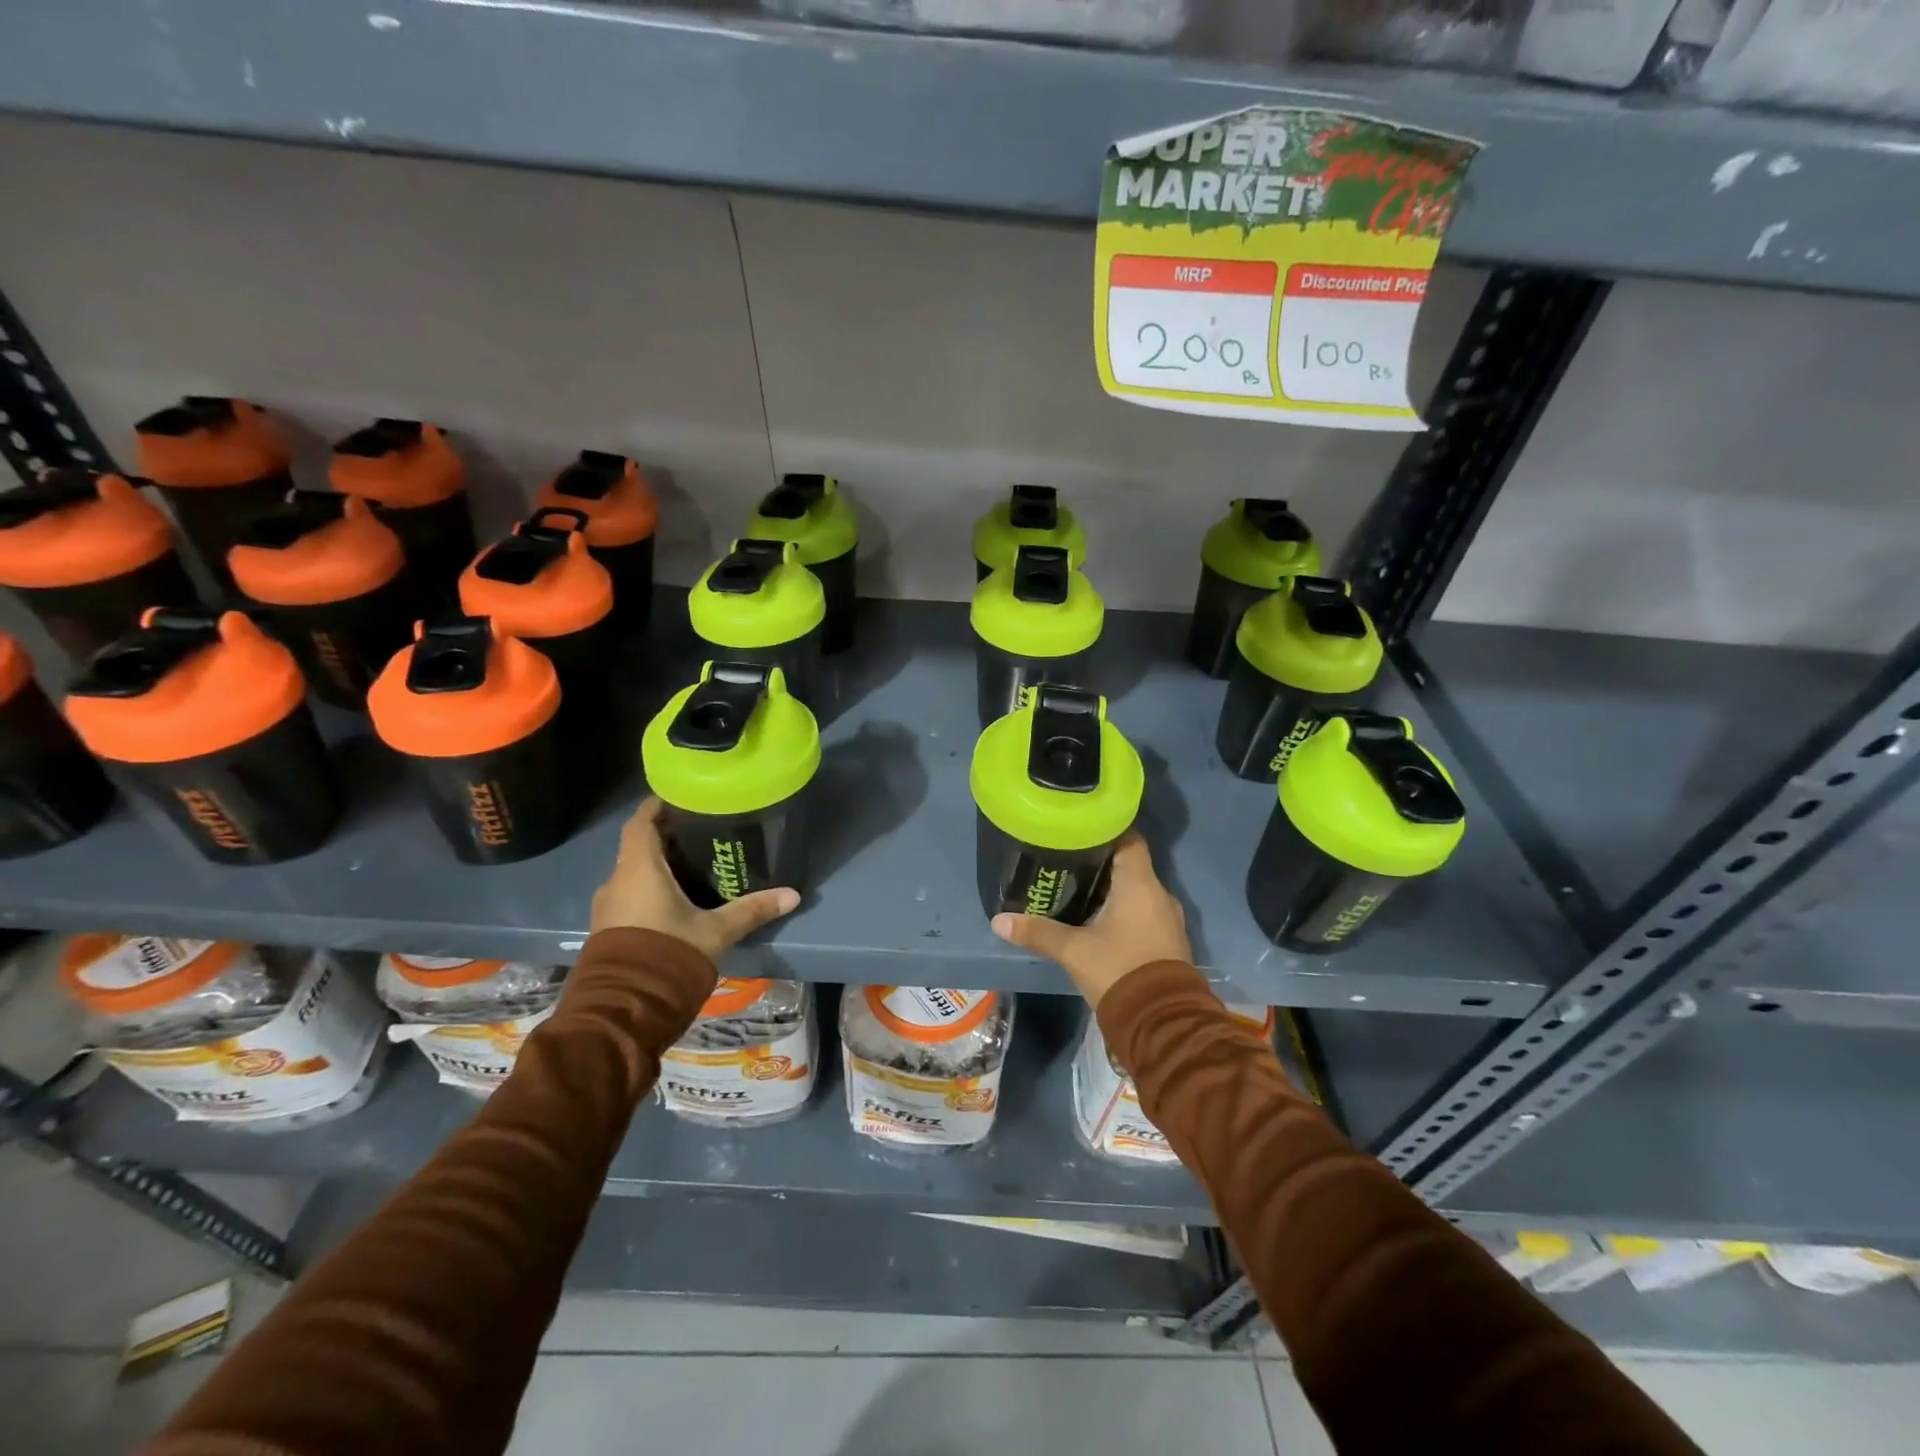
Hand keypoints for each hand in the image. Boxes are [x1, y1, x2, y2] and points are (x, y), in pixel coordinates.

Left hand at [590, 798, 799, 959]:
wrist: (625, 1008)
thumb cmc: (669, 953)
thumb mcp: (716, 931)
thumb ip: (752, 910)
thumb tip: (793, 895)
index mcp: (639, 869)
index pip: (641, 822)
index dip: (657, 806)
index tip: (680, 796)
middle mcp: (617, 881)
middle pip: (639, 847)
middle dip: (666, 837)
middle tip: (700, 832)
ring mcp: (607, 907)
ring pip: (633, 873)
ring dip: (657, 866)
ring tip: (691, 866)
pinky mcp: (607, 929)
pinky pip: (629, 896)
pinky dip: (649, 889)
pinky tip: (674, 900)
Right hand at [990, 831, 1189, 1006]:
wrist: (1162, 1023)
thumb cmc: (1119, 971)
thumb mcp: (1074, 951)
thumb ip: (1038, 932)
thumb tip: (999, 921)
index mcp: (1140, 884)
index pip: (1129, 839)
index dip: (1107, 829)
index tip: (1080, 828)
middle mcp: (1159, 894)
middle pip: (1131, 864)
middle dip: (1102, 861)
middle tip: (1068, 858)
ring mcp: (1168, 919)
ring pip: (1138, 890)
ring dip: (1114, 888)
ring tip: (1079, 886)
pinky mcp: (1168, 941)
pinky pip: (1145, 912)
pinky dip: (1124, 909)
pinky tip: (1100, 918)